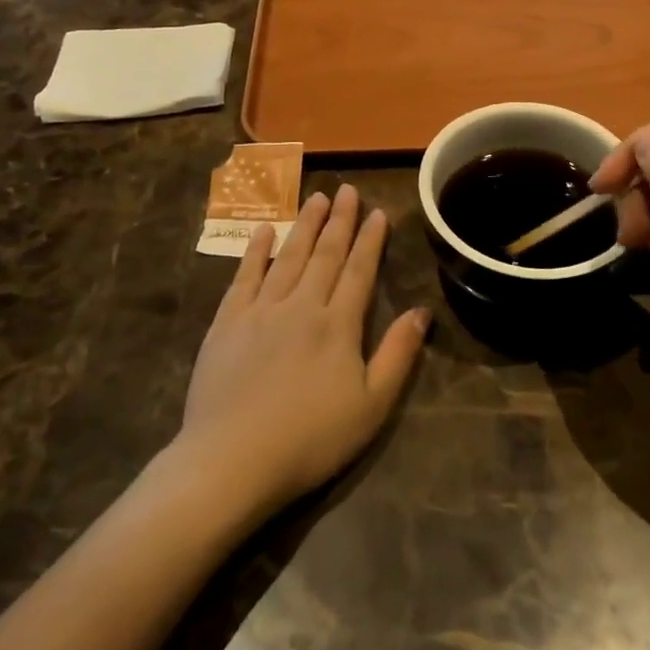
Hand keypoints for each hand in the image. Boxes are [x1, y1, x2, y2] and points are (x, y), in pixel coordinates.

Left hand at [177, 185, 428, 517]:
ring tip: (316, 198)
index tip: (377, 211)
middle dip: (339, 220)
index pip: (359, 270)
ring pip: (289, 257)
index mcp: (338, 325)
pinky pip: (245, 276)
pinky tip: (265, 230)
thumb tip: (421, 311)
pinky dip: (256, 250)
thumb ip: (397, 355)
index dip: (370, 240)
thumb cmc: (310, 440)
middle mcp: (301, 305)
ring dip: (305, 225)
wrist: (232, 460)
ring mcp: (261, 310)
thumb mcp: (371, 407)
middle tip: (346, 189)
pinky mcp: (227, 322)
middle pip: (325, 254)